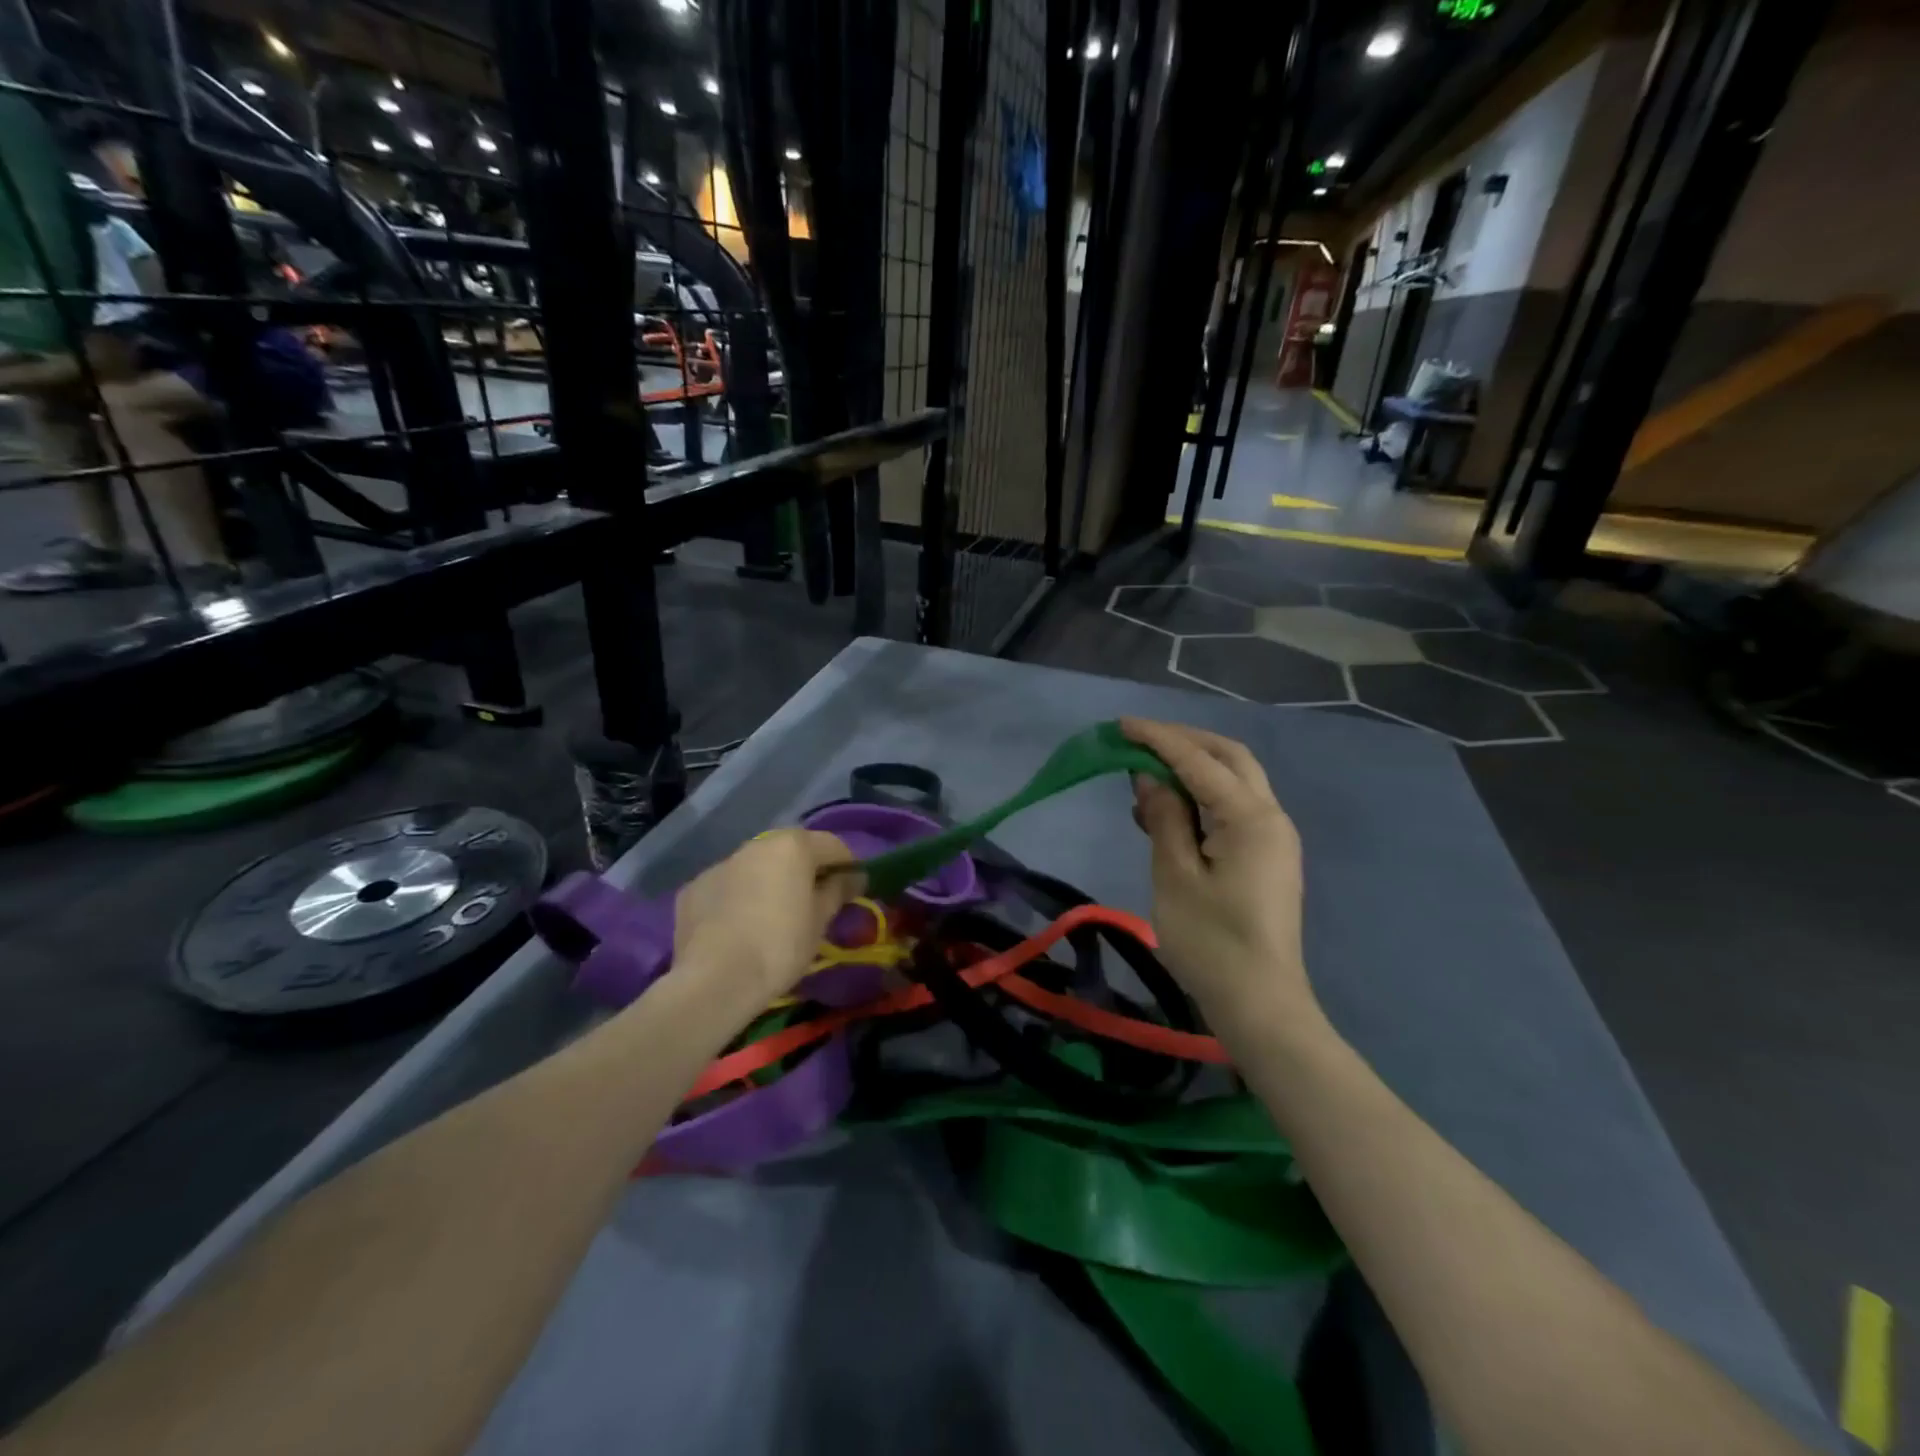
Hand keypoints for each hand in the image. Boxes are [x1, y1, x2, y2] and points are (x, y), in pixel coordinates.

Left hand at [672, 829, 862, 1004]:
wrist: (715, 980)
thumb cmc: (780, 946)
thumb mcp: (820, 921)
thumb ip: (838, 891)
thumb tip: (852, 877)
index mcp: (792, 846)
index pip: (833, 845)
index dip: (848, 865)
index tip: (854, 888)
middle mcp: (756, 845)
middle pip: (791, 850)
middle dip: (806, 870)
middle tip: (816, 901)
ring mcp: (720, 865)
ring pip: (756, 867)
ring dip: (770, 881)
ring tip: (775, 915)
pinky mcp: (694, 889)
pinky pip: (727, 887)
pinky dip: (739, 898)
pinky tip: (740, 927)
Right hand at [1121, 718, 1317, 1036]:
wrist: (1260, 1005)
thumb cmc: (1211, 942)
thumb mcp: (1175, 876)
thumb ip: (1164, 818)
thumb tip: (1150, 778)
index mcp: (1250, 817)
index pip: (1198, 760)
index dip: (1158, 738)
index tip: (1120, 725)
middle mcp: (1271, 817)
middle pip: (1229, 758)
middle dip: (1184, 742)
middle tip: (1139, 742)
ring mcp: (1274, 838)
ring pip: (1235, 781)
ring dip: (1193, 768)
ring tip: (1145, 775)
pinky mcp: (1267, 858)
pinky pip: (1234, 809)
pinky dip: (1202, 797)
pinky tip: (1168, 811)